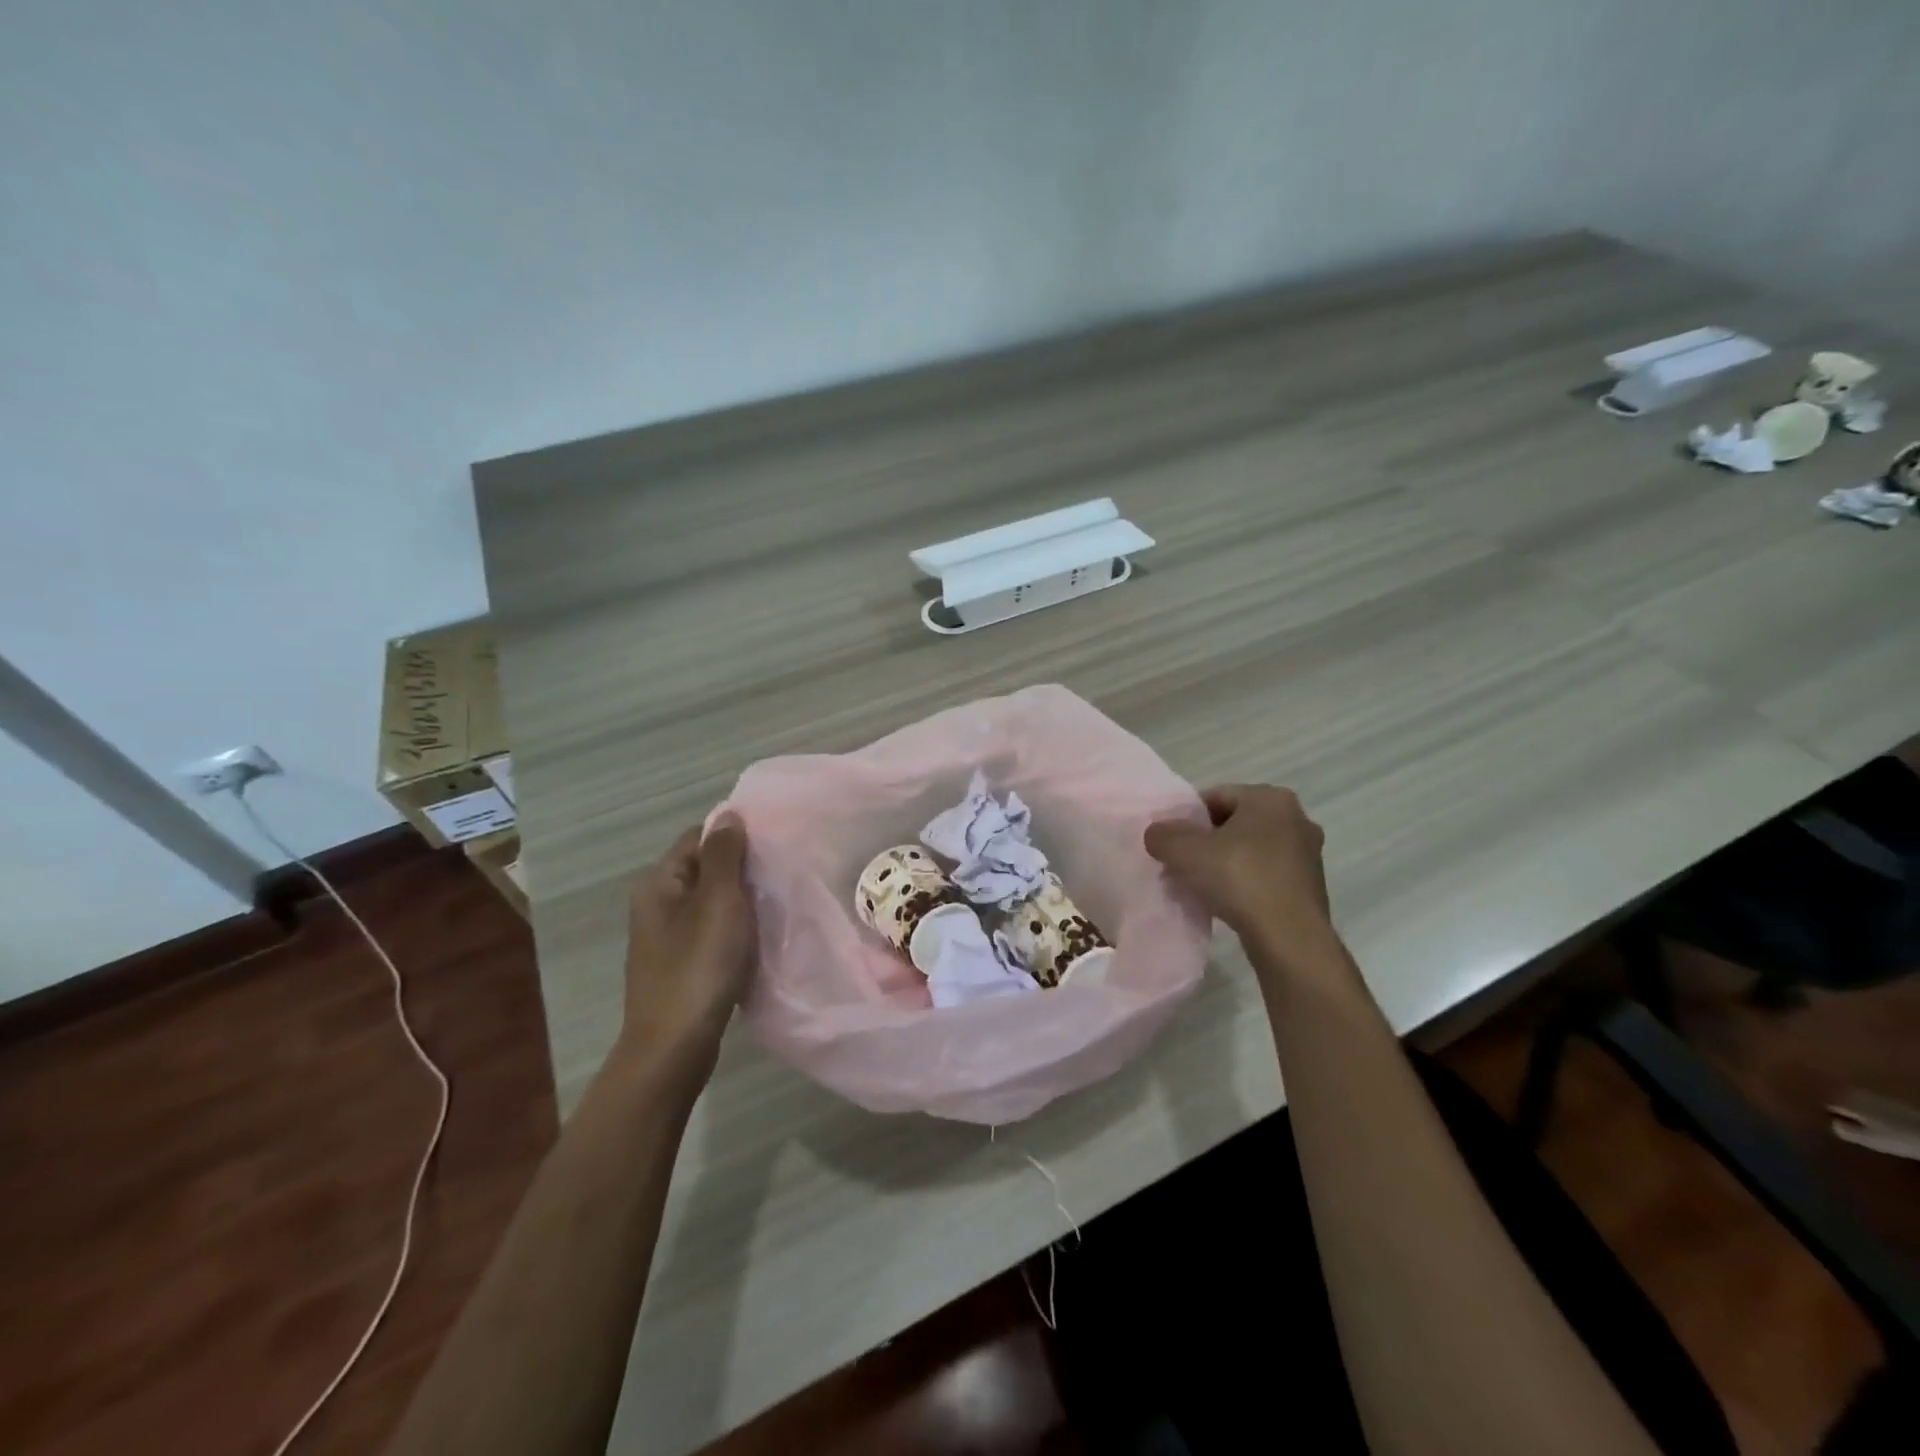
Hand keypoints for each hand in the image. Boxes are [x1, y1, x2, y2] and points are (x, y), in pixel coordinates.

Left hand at [614, 813, 755, 1095]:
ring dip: (742, 899)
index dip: (733, 834)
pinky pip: (714, 931)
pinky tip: (761, 936)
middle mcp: (658, 906)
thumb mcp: (718, 903)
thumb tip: (729, 814)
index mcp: (660, 885)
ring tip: (778, 900)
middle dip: (742, 867)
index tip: (772, 841)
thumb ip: (724, 856)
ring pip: (712, 902)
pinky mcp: (683, 966)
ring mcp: (668, 939)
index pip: (697, 837)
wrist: (673, 1049)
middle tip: (782, 870)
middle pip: (705, 869)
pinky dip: (737, 928)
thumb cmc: (698, 968)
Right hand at [1144, 785, 1336, 967]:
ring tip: (1200, 885)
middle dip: (1206, 841)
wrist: (1289, 939)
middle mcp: (1297, 819)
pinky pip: (1266, 875)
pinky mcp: (1310, 887)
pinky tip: (1226, 902)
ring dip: (1225, 863)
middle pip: (1235, 823)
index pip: (1217, 796)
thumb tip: (1157, 833)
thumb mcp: (1186, 852)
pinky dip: (1244, 883)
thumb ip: (1163, 835)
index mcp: (1271, 798)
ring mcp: (1308, 855)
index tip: (1171, 841)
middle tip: (1181, 862)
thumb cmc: (1240, 879)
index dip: (1188, 817)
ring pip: (1251, 851)